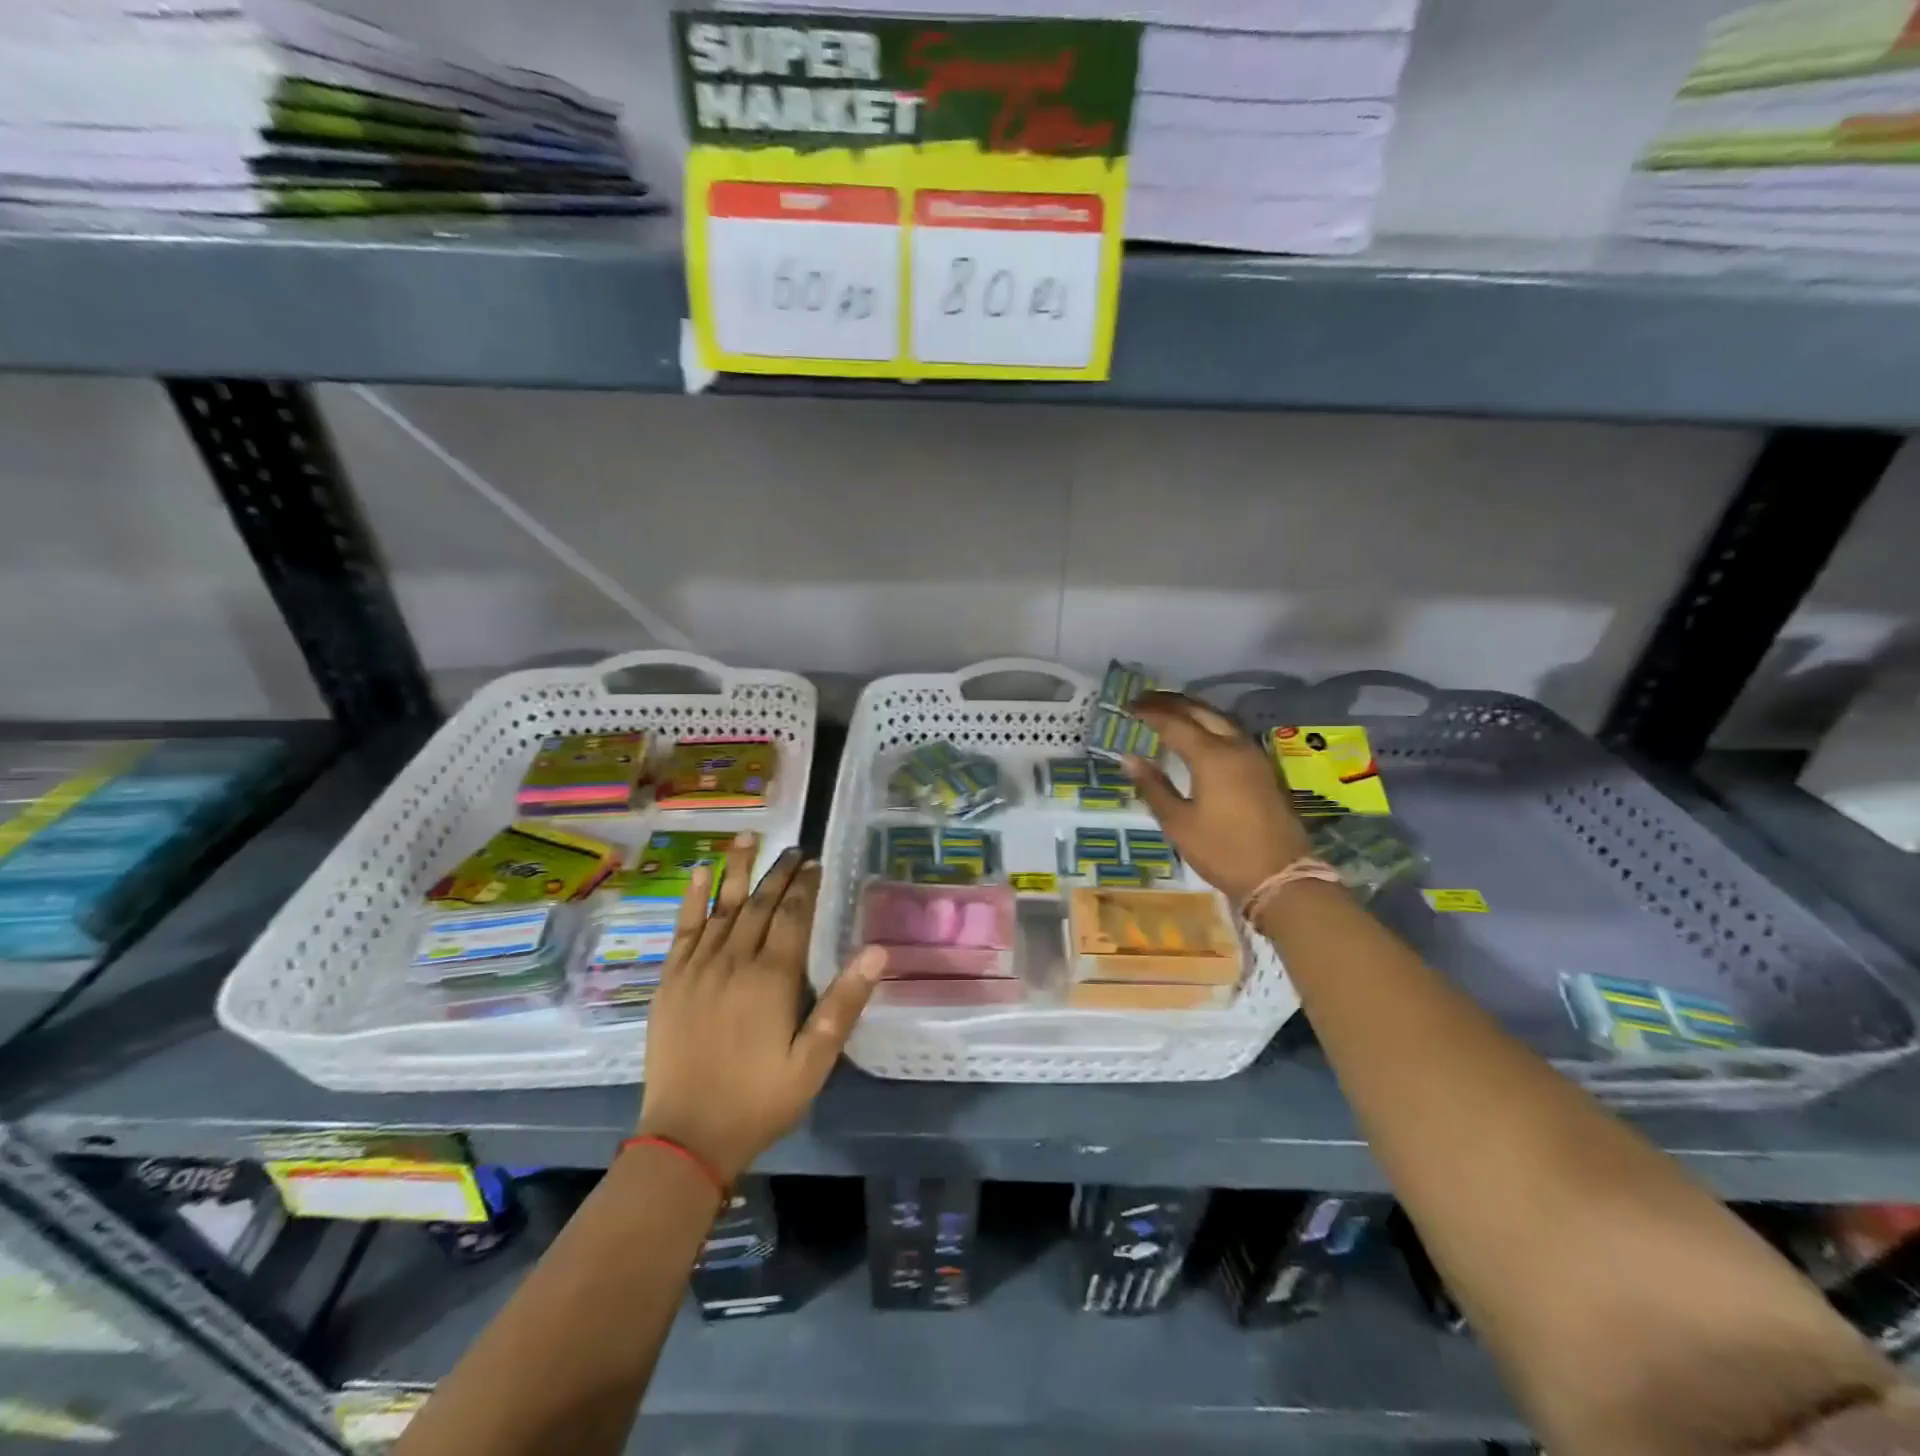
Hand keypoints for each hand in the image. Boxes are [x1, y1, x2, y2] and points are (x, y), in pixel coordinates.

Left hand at [638, 840, 884, 1182]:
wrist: (687, 1136)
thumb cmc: (760, 1099)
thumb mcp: (815, 1060)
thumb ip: (844, 1002)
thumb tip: (877, 950)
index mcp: (773, 978)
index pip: (793, 916)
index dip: (805, 886)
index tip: (814, 862)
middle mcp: (735, 961)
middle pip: (761, 904)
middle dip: (779, 873)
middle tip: (793, 849)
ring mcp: (698, 968)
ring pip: (722, 907)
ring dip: (737, 870)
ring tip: (749, 838)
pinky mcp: (671, 981)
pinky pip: (683, 929)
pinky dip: (692, 898)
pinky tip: (698, 873)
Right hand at [1120, 692, 1312, 905]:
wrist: (1280, 877)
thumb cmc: (1223, 851)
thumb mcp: (1179, 823)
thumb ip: (1154, 786)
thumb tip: (1129, 758)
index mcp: (1211, 757)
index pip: (1175, 723)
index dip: (1150, 713)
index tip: (1128, 707)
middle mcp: (1235, 746)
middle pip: (1201, 711)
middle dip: (1171, 703)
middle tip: (1144, 702)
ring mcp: (1254, 756)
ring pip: (1220, 718)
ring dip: (1193, 709)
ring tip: (1169, 711)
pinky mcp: (1263, 768)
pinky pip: (1232, 732)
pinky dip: (1210, 723)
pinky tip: (1199, 734)